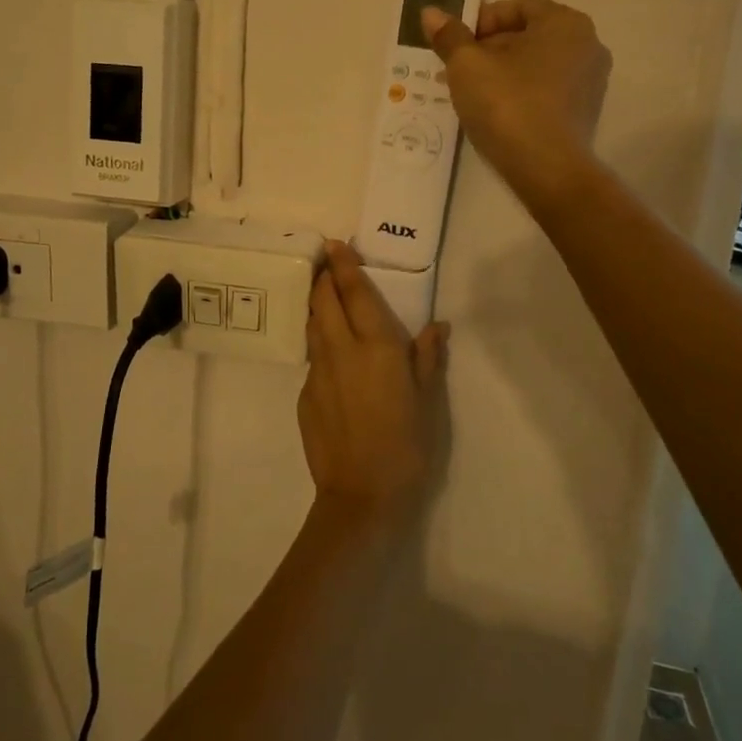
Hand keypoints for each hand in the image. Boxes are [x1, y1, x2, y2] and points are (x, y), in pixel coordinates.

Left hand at [299, 242, 448, 519]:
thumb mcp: (428, 402)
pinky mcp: (304, 394)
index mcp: (376, 347)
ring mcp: (317, 372)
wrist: (361, 496)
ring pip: (312, 325)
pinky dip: (319, 342)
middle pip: (323, 300)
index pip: (354, 292)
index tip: (335, 244)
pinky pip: (312, 357)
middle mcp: (341, 350)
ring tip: (324, 296)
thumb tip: (437, 325)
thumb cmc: (406, 447)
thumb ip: (428, 358)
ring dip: (317, 305)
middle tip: (327, 263)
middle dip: (323, 277)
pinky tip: (331, 354)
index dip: (343, 265)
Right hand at [421, 0, 610, 206]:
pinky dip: (522, 94)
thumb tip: (431, 12)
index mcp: (565, 23)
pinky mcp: (585, 113)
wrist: (546, 169)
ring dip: (504, 72)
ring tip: (473, 93)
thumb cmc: (507, 104)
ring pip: (537, 65)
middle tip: (458, 70)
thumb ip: (449, 36)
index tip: (457, 45)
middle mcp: (588, 45)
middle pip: (529, 35)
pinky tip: (497, 113)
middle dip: (490, 48)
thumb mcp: (467, 66)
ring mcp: (592, 81)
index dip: (481, 21)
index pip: (518, 7)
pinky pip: (547, 91)